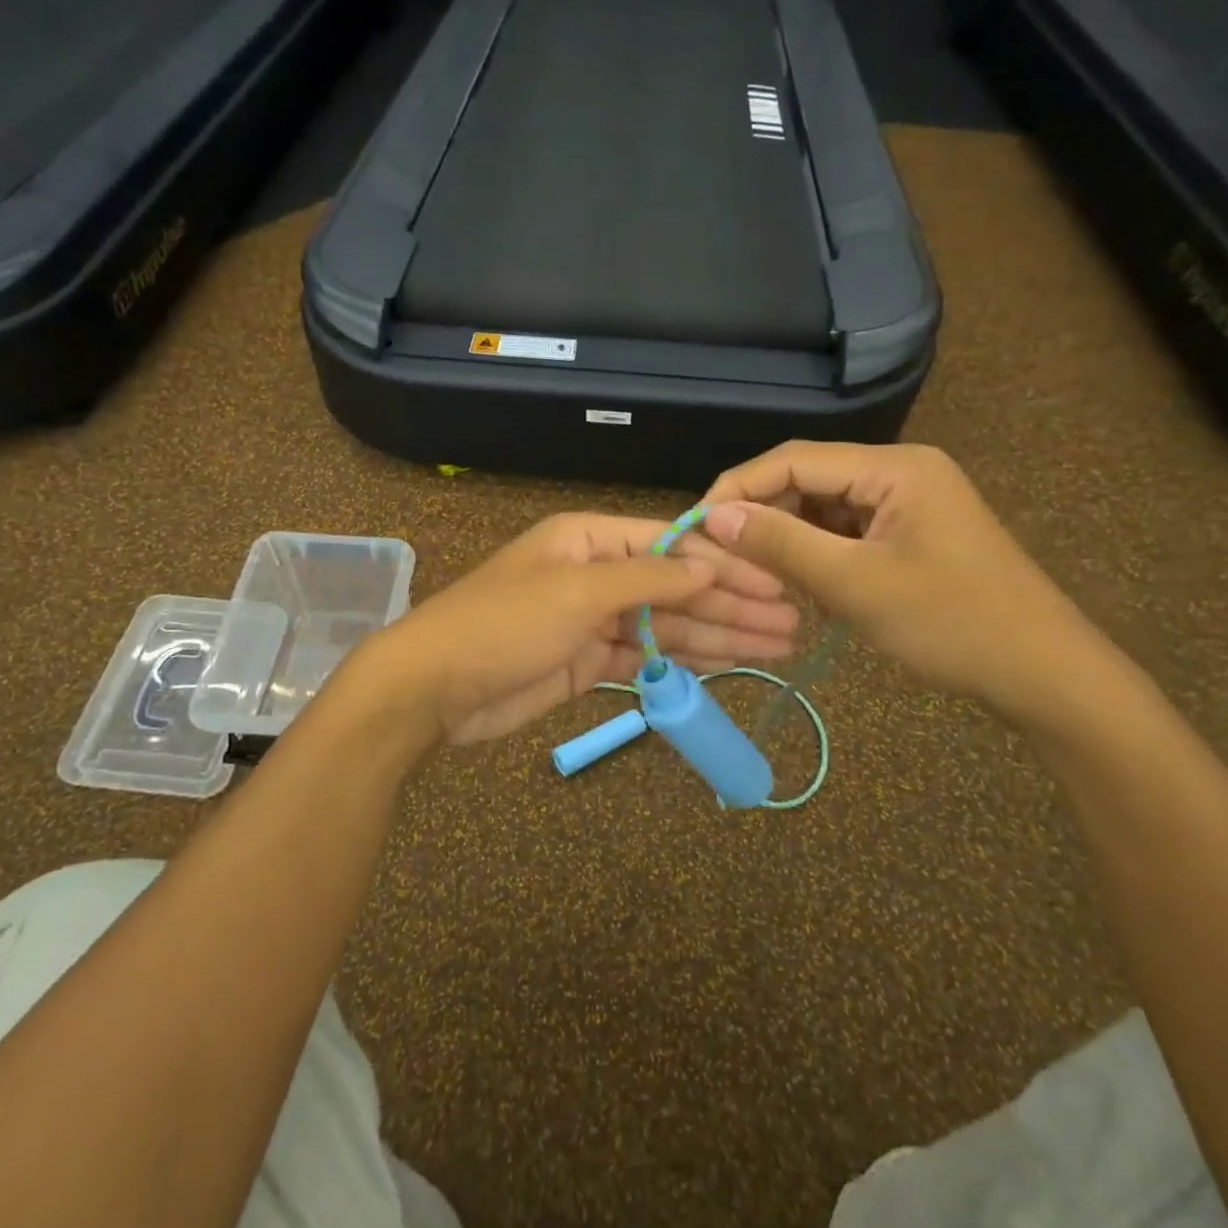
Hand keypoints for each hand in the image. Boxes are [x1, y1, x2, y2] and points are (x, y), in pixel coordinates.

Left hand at [368, 513, 799, 744]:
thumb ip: (648, 580)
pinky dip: (683, 661)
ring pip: (666, 625)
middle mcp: (595, 573)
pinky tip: (727, 665)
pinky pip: (646, 657)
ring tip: (778, 648)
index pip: (671, 545)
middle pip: (675, 587)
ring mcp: (591, 620)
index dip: (726, 564)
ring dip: (719, 635)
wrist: (435, 687)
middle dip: (732, 604)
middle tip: (792, 624)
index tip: (776, 582)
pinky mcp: (587, 662)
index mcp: (589, 539)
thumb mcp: (577, 591)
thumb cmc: (504, 624)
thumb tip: (710, 566)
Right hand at [702, 442, 1102, 718]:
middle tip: (722, 558)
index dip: (738, 488)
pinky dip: (815, 555)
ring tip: (757, 576)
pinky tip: (799, 585)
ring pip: (822, 509)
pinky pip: (844, 532)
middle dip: (762, 516)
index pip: (793, 460)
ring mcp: (906, 503)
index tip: (697, 525)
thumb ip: (781, 544)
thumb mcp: (856, 584)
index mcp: (894, 468)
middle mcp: (899, 472)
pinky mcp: (908, 534)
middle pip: (806, 481)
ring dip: (787, 539)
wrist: (1045, 675)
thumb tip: (714, 515)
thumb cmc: (953, 624)